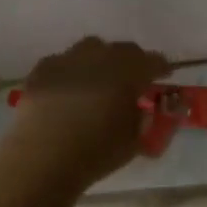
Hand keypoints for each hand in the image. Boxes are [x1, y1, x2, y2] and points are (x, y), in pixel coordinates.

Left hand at [5, 36, 170, 187]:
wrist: (42, 159)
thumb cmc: (96, 152)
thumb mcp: (134, 142)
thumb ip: (143, 120)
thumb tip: (142, 111)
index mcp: (129, 72)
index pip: (154, 61)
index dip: (161, 68)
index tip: (164, 76)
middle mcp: (101, 57)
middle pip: (124, 50)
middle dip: (132, 62)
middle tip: (132, 80)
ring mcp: (68, 59)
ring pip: (91, 48)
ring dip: (101, 60)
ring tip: (99, 80)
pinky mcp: (42, 70)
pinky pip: (63, 62)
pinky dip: (71, 71)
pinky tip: (68, 89)